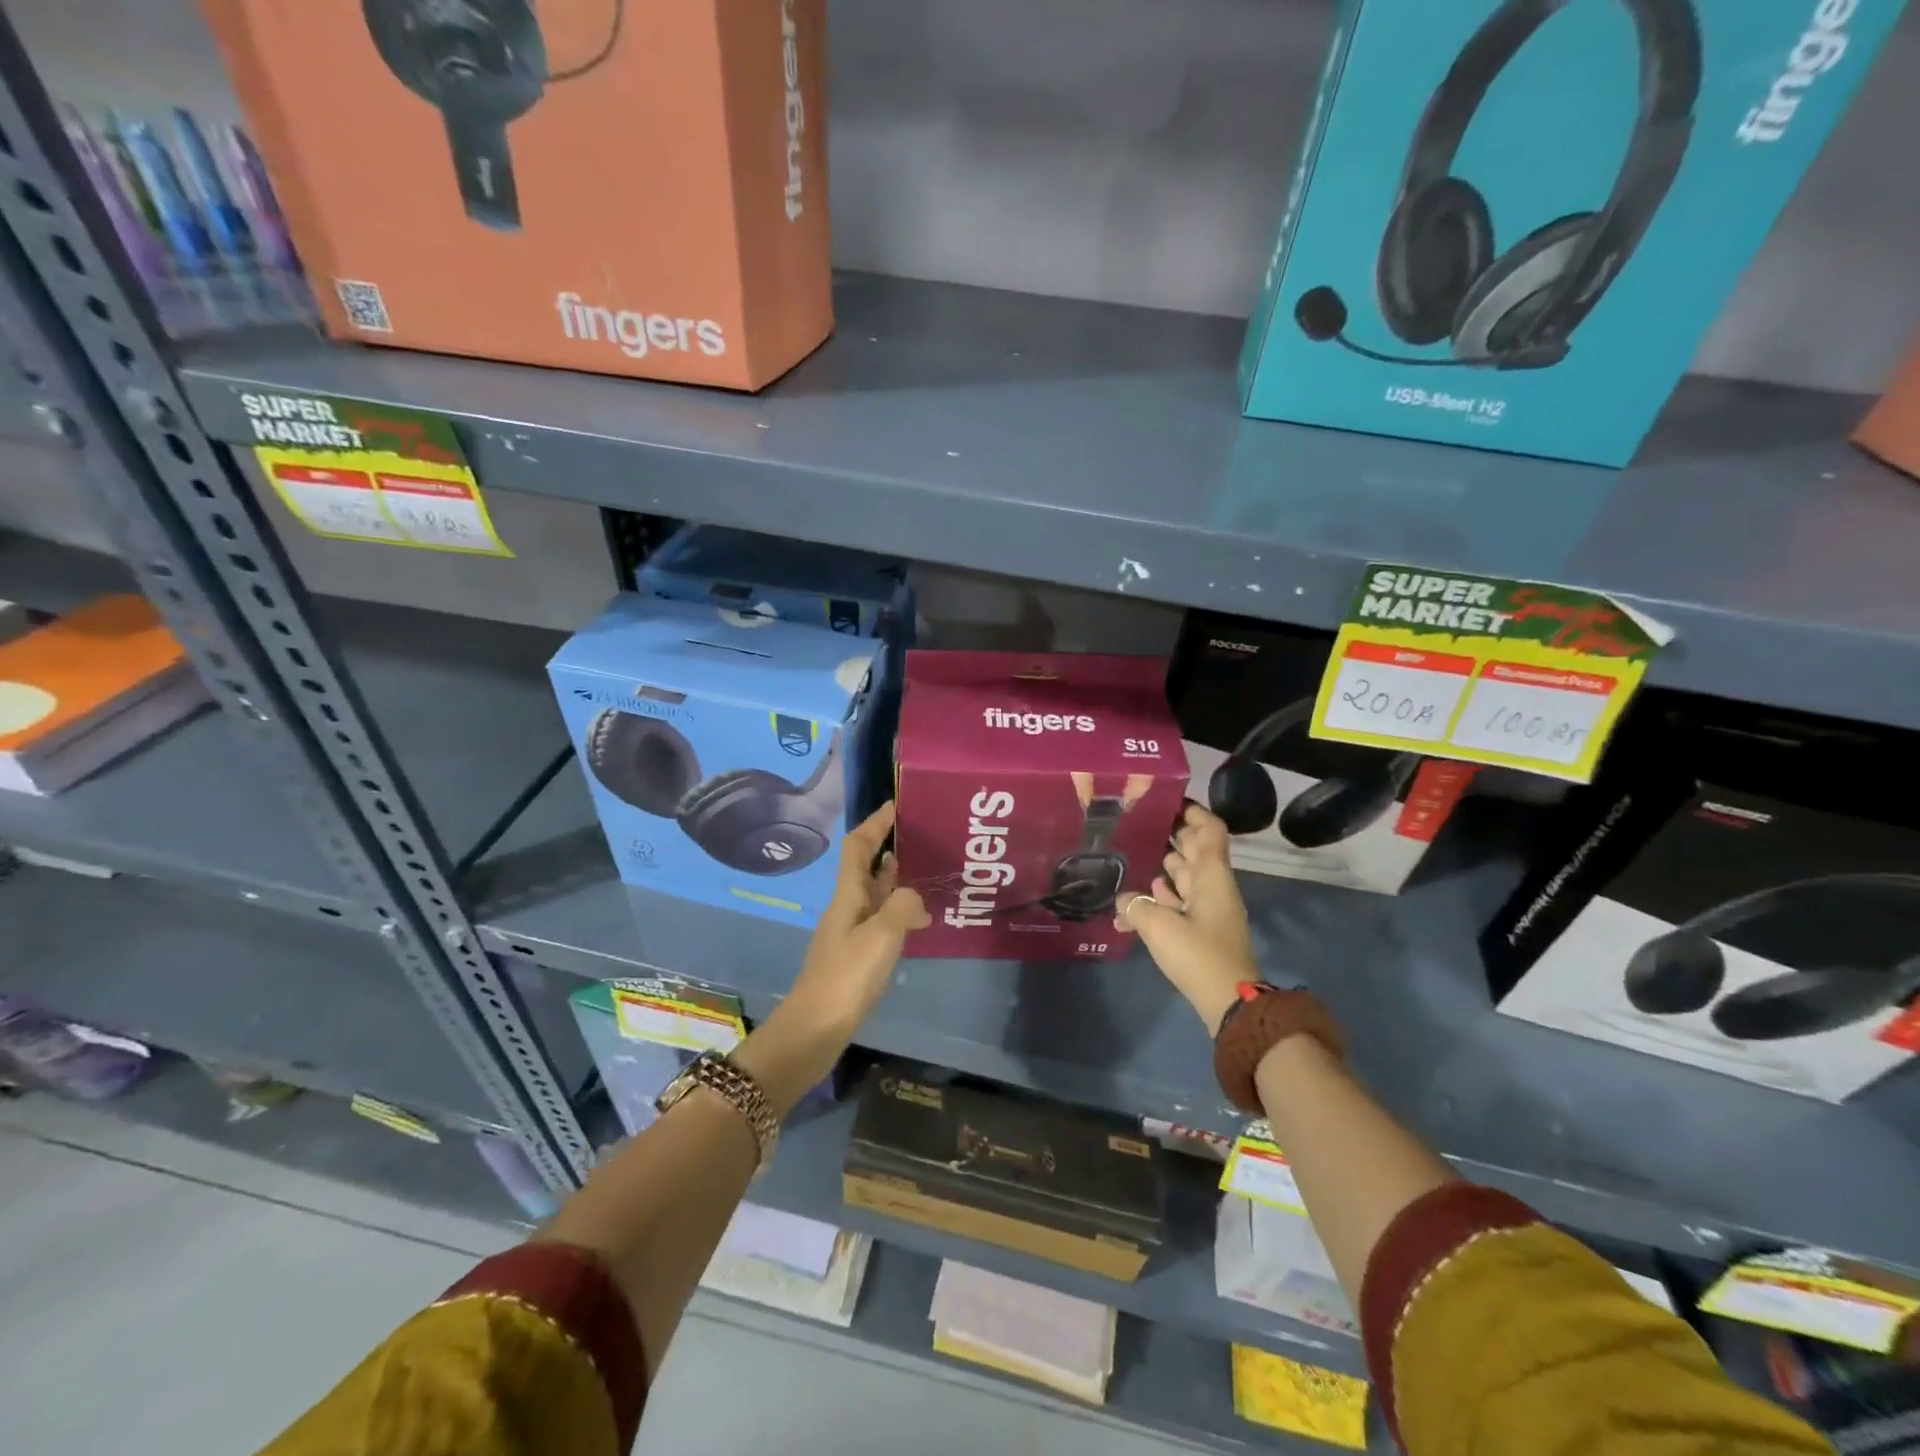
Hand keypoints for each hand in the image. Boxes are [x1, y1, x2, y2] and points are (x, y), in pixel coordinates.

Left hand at [787, 802, 929, 1032]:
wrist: (815, 1029)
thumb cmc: (846, 977)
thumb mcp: (881, 937)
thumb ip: (902, 907)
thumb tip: (915, 897)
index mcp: (847, 896)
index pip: (858, 847)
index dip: (875, 823)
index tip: (895, 805)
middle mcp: (847, 907)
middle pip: (865, 866)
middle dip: (887, 845)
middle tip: (920, 834)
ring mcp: (850, 932)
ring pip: (874, 893)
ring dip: (895, 877)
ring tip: (925, 868)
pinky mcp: (857, 955)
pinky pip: (881, 918)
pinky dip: (899, 910)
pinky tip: (918, 919)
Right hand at [1116, 803, 1257, 1034]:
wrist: (1230, 1002)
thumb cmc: (1199, 954)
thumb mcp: (1159, 926)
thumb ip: (1135, 906)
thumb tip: (1122, 899)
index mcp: (1211, 875)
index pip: (1210, 829)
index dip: (1192, 811)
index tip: (1165, 800)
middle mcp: (1213, 886)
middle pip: (1195, 849)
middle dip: (1171, 834)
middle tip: (1138, 824)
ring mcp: (1209, 909)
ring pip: (1186, 876)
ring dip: (1163, 865)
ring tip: (1131, 855)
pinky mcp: (1202, 930)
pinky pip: (1180, 902)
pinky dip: (1161, 896)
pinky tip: (1136, 899)